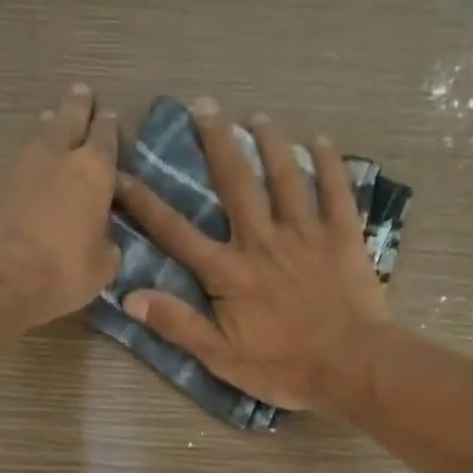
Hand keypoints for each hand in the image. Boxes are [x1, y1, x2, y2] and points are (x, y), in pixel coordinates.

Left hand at [0, 82, 119, 328]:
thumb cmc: (61, 271)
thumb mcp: (101, 268)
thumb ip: (107, 246)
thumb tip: (104, 240)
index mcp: (94, 172)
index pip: (106, 137)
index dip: (109, 127)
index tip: (110, 116)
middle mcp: (58, 156)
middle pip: (69, 118)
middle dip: (77, 105)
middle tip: (81, 92)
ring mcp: (21, 164)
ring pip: (40, 134)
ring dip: (49, 125)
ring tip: (52, 120)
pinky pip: (18, 160)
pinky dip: (27, 157)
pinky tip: (29, 164)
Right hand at [113, 98, 388, 410]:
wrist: (350, 366)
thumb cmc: (283, 368)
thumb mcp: (221, 357)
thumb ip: (178, 324)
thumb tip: (130, 297)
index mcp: (229, 272)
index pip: (177, 233)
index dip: (146, 204)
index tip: (122, 174)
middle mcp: (262, 241)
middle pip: (236, 184)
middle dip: (217, 142)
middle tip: (204, 105)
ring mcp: (306, 234)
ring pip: (285, 177)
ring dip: (271, 143)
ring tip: (259, 116)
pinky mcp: (343, 237)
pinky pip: (336, 191)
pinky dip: (329, 164)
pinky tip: (321, 141)